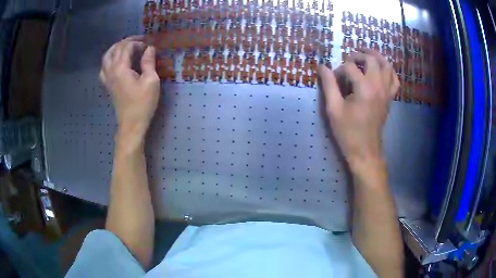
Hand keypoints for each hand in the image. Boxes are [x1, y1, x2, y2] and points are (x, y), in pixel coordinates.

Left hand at [100, 36, 159, 140]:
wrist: (132, 124)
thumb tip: (149, 48)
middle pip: (114, 49)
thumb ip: (148, 62)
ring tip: (124, 48)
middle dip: (126, 42)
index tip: (147, 46)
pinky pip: (104, 68)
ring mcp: (107, 79)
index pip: (126, 47)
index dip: (137, 43)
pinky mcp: (107, 86)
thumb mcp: (151, 81)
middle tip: (138, 42)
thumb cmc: (143, 103)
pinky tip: (115, 63)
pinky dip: (109, 61)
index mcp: (121, 68)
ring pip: (106, 58)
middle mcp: (111, 71)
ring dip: (115, 49)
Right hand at [318, 49, 398, 168]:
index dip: (339, 70)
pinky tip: (381, 71)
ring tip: (367, 55)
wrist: (365, 150)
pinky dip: (389, 71)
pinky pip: (394, 80)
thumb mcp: (334, 109)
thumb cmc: (348, 132)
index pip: (350, 67)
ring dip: (377, 57)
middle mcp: (378, 86)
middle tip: (349, 59)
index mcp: (364, 88)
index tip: (333, 78)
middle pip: (372, 60)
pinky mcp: (390, 98)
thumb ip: (329, 85)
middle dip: (359, 55)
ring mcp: (386, 92)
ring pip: (387, 66)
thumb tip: (322, 67)